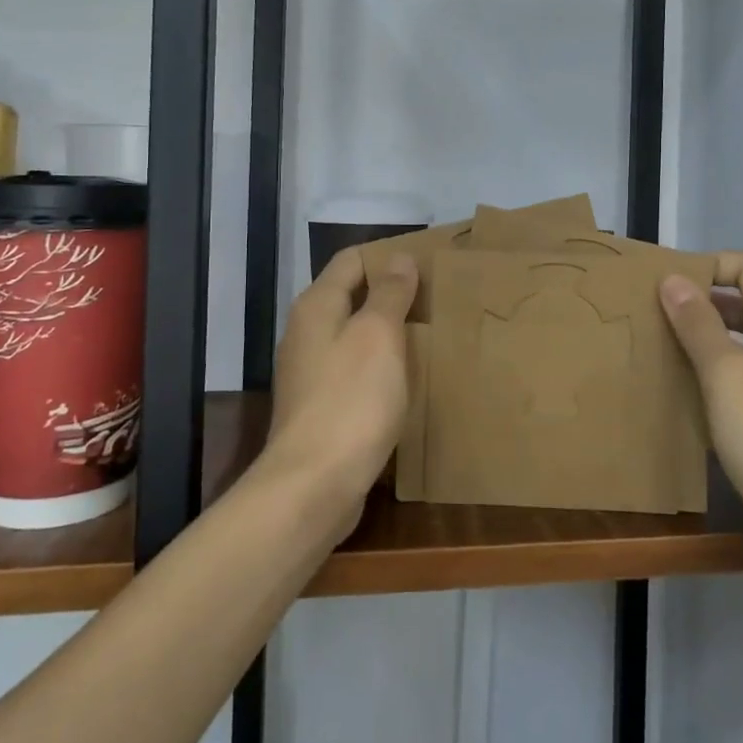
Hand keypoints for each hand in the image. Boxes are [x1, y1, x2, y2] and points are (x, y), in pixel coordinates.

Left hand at [265, 247, 418, 507]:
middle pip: (351, 297)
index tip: (428, 264)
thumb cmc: (351, 399)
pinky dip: (380, 367)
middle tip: (436, 300)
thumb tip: (398, 258)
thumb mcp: (378, 335)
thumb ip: (389, 293)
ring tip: (430, 336)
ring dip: (388, 333)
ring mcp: (310, 373)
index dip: (387, 256)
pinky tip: (406, 379)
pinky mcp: (321, 407)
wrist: (314, 485)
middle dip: (391, 295)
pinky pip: (355, 371)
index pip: (351, 260)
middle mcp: (306, 333)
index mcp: (316, 306)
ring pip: (354, 336)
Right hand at [660, 253, 742, 553]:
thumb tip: (674, 279)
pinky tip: (688, 400)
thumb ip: (700, 326)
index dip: (709, 265)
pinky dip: (716, 380)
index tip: (665, 286)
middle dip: (700, 303)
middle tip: (653, 317)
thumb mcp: (728, 377)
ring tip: (660, 354)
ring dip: (705, 343)